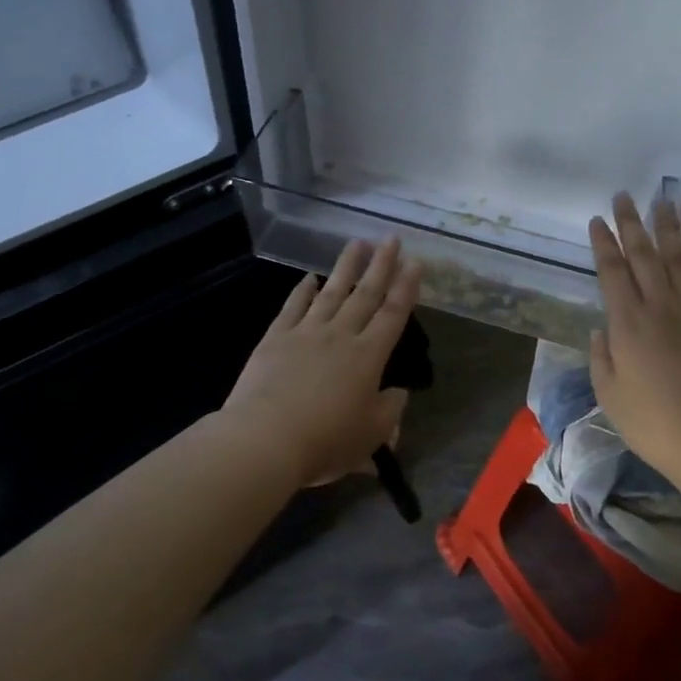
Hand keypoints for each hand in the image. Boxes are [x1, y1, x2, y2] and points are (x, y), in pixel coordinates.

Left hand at [222, 238, 422, 489]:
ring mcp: (306, 332)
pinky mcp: (276, 338)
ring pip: (331, 292)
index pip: (393, 315)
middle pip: (365, 294)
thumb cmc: (325, 442)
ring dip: (346, 266)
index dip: (406, 288)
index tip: (415, 263)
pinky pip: (293, 307)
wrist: (266, 439)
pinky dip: (302, 290)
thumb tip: (399, 393)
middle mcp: (340, 335)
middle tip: (391, 239)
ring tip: (357, 242)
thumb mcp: (371, 436)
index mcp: (368, 357)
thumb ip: (390, 411)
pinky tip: (309, 277)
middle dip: (381, 265)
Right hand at [588, 195, 680, 481]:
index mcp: (627, 324)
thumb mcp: (609, 395)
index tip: (597, 219)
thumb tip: (604, 328)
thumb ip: (602, 357)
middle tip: (624, 195)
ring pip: (679, 259)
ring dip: (669, 229)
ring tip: (662, 203)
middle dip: (632, 224)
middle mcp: (660, 308)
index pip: (612, 272)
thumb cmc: (654, 425)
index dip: (603, 244)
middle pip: (644, 256)